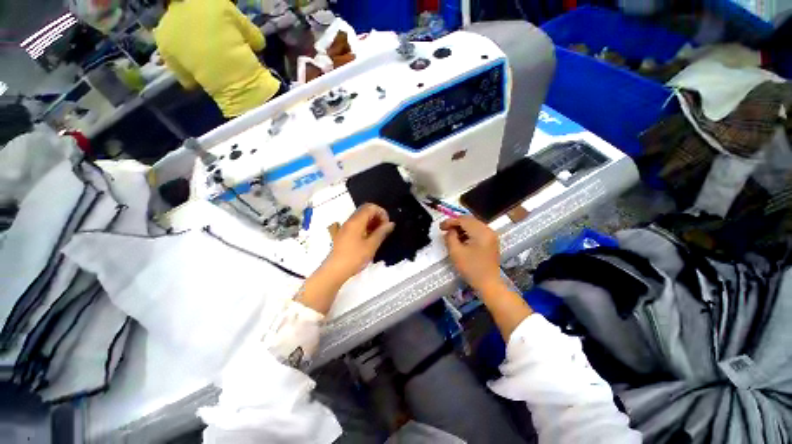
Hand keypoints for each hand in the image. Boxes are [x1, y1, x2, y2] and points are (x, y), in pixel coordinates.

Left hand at [298, 204, 394, 314]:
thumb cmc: (354, 257)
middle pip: (365, 211)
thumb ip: (381, 232)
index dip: (381, 212)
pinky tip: (370, 238)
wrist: (334, 271)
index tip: (387, 224)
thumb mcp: (371, 245)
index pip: (370, 207)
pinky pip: (357, 225)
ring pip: (361, 218)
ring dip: (372, 223)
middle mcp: (350, 221)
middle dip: (377, 217)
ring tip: (379, 234)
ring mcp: (345, 227)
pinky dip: (366, 227)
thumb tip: (391, 224)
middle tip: (384, 229)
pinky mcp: (344, 234)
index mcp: (356, 221)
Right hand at [441, 216, 502, 292]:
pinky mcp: (491, 241)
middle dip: (456, 223)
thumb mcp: (456, 252)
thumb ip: (450, 237)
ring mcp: (491, 236)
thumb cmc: (471, 269)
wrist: (489, 284)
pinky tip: (461, 239)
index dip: (450, 221)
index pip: (463, 220)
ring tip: (451, 234)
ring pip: (474, 225)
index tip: (440, 227)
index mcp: (481, 232)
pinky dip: (468, 232)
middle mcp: (488, 230)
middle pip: (469, 220)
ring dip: (462, 228)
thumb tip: (450, 230)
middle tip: (444, 229)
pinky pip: (478, 231)